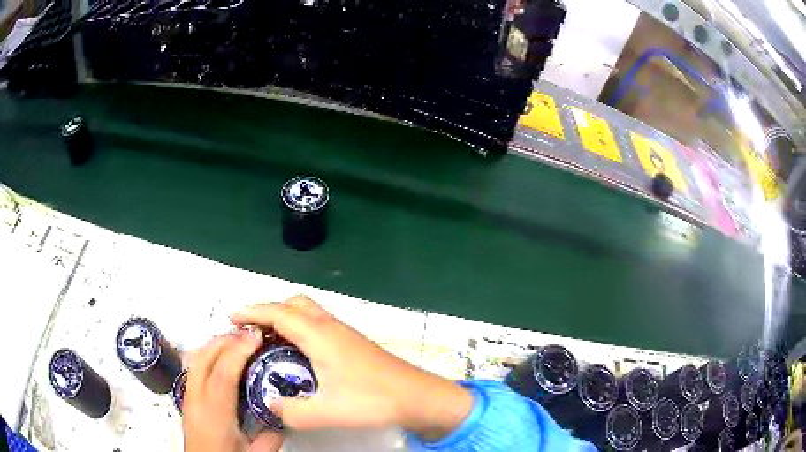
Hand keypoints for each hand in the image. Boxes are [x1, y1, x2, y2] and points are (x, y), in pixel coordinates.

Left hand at [183, 331, 283, 451]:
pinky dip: (207, 356)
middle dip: (225, 340)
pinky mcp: (186, 400)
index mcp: (214, 414)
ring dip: (214, 346)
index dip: (239, 350)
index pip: (223, 372)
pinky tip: (220, 360)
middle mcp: (196, 400)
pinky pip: (193, 368)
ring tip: (235, 343)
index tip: (255, 337)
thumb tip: (282, 415)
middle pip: (203, 357)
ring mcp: (187, 398)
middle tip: (247, 335)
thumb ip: (272, 434)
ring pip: (195, 359)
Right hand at [231, 296, 473, 441]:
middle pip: (294, 304)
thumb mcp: (327, 412)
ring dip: (285, 318)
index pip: (278, 313)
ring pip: (308, 312)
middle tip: (250, 331)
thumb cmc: (373, 400)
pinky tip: (298, 353)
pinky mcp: (353, 342)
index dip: (252, 312)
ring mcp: (344, 333)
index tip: (232, 318)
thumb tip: (271, 404)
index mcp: (320, 336)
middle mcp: (331, 327)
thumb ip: (292, 412)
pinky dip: (300, 328)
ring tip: (268, 341)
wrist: (417, 397)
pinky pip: (318, 323)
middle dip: (268, 311)